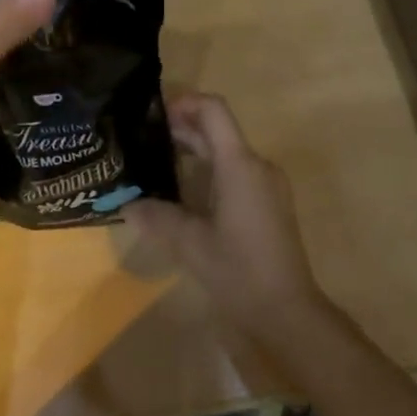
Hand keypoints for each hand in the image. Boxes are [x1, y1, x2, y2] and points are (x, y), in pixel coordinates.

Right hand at [125, 94, 330, 342]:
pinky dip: (208, 170)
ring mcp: (267, 184)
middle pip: (217, 130)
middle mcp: (257, 165)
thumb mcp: (190, 245)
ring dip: (193, 150)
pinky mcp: (269, 202)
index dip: (184, 102)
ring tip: (156, 163)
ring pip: (226, 151)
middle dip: (181, 128)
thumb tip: (126, 204)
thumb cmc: (240, 272)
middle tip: (143, 139)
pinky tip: (184, 192)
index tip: (153, 115)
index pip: (213, 110)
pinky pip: (236, 171)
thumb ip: (156, 217)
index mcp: (239, 164)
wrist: (289, 313)